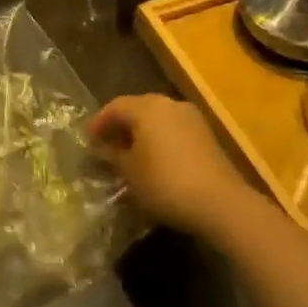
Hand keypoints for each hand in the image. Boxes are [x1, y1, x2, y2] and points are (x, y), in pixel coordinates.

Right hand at [88, 94, 249, 238]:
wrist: (220, 202)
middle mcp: (169, 104)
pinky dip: (159, 140)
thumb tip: (103, 148)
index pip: (114, 107)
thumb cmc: (165, 183)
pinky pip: (173, 130)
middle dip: (120, 126)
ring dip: (140, 133)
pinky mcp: (206, 135)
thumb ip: (113, 155)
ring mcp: (191, 118)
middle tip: (106, 146)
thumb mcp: (130, 172)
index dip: (98, 123)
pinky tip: (154, 161)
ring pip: (157, 119)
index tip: (87, 140)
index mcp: (147, 107)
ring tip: (129, 155)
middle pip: (137, 109)